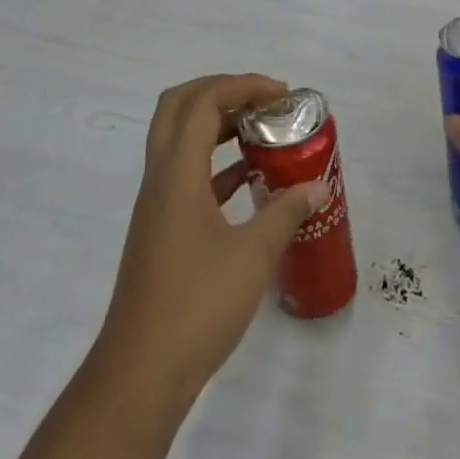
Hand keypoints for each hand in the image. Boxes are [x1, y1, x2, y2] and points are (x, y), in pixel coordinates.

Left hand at [101, 74, 331, 400]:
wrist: (141, 373)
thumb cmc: (197, 306)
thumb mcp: (253, 256)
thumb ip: (285, 213)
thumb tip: (317, 188)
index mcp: (176, 173)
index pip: (202, 102)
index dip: (242, 85)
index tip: (281, 95)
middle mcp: (160, 178)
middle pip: (178, 107)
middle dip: (221, 92)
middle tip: (262, 102)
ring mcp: (157, 205)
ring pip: (179, 140)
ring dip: (217, 125)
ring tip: (261, 132)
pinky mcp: (161, 229)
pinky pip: (187, 175)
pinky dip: (216, 164)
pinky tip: (249, 180)